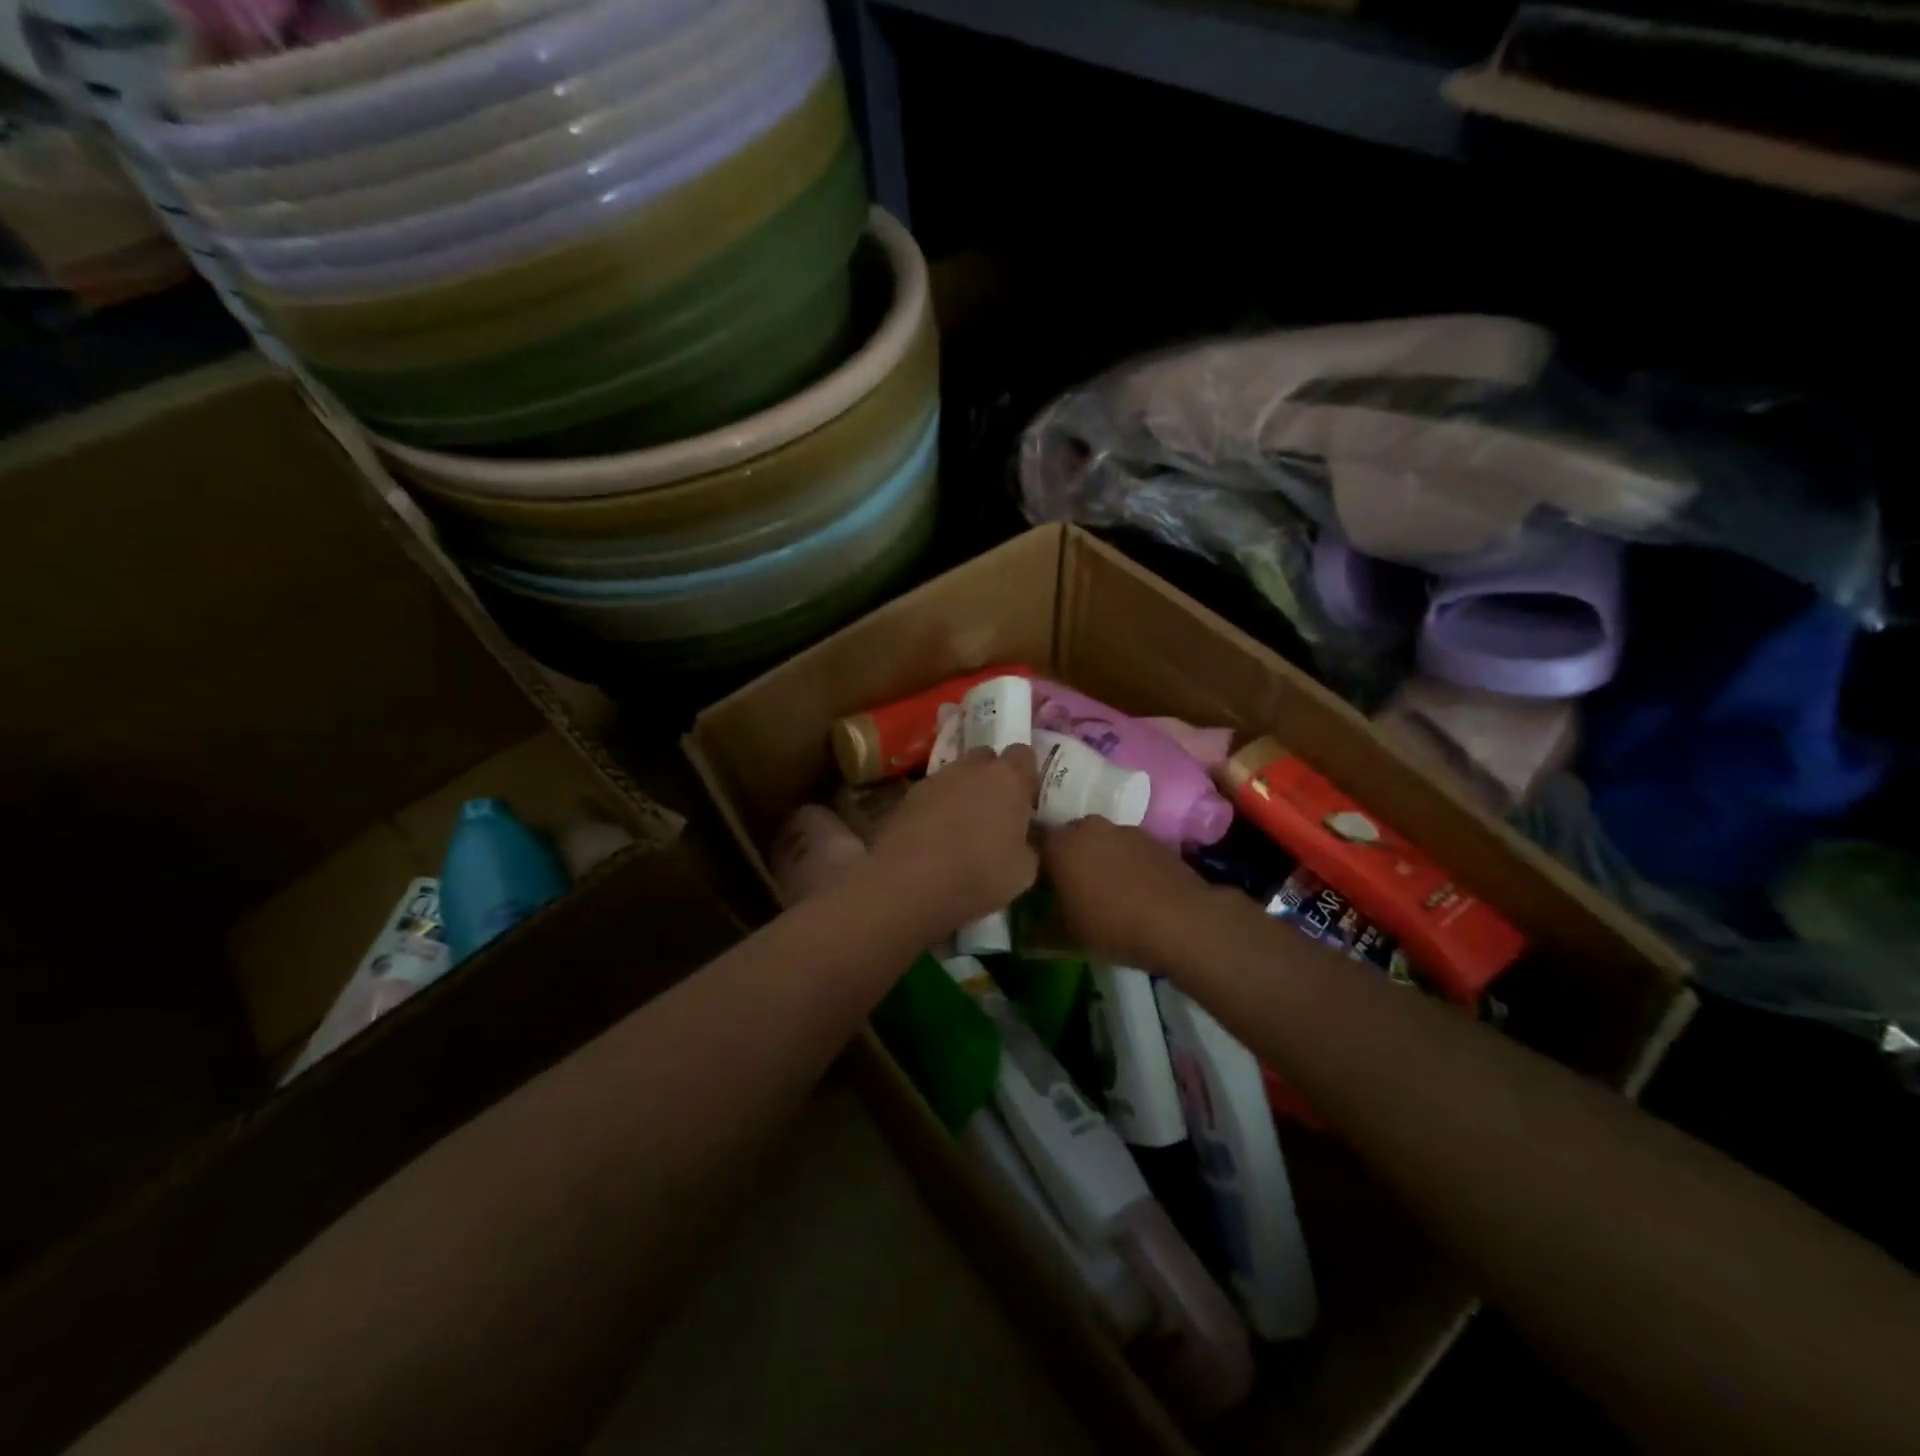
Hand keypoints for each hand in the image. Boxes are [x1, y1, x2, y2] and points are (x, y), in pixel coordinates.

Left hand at [873, 745, 1039, 936]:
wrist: (909, 882)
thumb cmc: (977, 874)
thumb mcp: (1024, 872)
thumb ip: (1030, 844)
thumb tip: (1026, 837)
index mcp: (1008, 778)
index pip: (1024, 754)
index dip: (1026, 776)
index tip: (1027, 801)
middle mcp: (972, 768)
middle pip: (988, 758)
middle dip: (994, 778)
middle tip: (997, 811)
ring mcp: (937, 778)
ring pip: (958, 775)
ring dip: (964, 791)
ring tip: (963, 827)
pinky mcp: (909, 795)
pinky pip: (934, 792)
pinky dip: (939, 806)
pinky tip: (936, 836)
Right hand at [1040, 818, 1220, 968]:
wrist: (1182, 921)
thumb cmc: (1113, 925)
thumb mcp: (1068, 937)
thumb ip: (1039, 930)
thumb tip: (1022, 935)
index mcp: (1059, 843)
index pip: (1032, 842)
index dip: (1030, 862)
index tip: (1033, 883)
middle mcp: (1087, 826)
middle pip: (1066, 837)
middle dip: (1064, 857)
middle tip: (1065, 887)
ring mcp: (1122, 829)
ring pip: (1097, 841)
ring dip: (1095, 858)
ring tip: (1101, 890)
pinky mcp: (1151, 838)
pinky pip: (1125, 848)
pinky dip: (1122, 862)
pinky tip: (1130, 889)